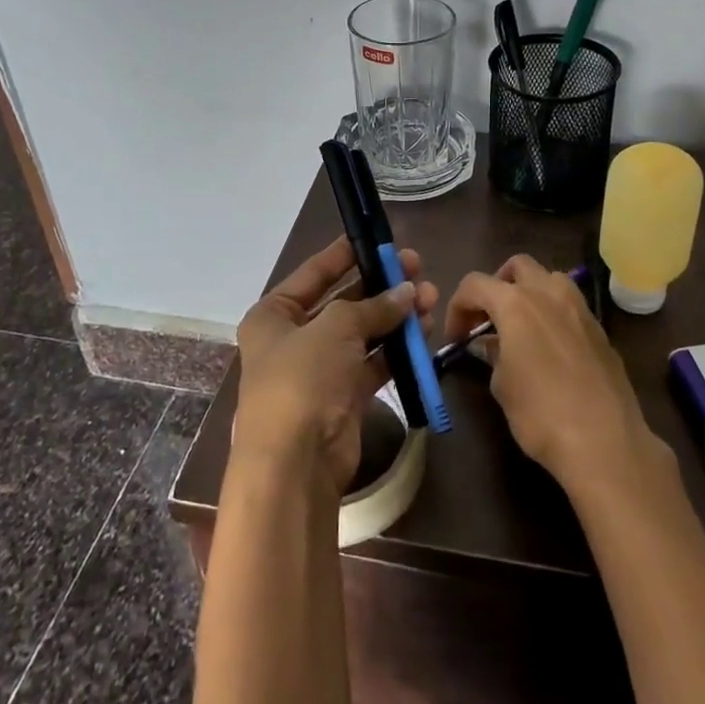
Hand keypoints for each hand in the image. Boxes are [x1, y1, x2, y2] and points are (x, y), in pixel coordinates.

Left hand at [234, 236, 439, 493]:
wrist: (295, 464)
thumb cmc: (303, 379)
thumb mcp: (336, 327)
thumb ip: (373, 306)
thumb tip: (407, 291)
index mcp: (273, 316)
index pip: (313, 274)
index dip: (344, 254)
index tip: (375, 238)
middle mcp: (293, 340)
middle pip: (343, 302)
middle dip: (381, 286)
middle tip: (417, 267)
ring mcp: (319, 371)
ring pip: (363, 333)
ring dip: (395, 316)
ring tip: (431, 297)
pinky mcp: (343, 398)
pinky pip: (373, 363)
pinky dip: (396, 349)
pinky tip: (424, 331)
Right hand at [446, 254, 670, 497]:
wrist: (604, 442)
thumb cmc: (541, 414)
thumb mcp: (502, 386)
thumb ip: (494, 356)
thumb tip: (493, 346)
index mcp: (516, 303)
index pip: (475, 284)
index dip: (458, 307)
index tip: (456, 337)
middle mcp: (549, 293)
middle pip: (517, 266)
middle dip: (497, 285)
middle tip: (488, 319)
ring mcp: (580, 308)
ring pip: (549, 279)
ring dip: (530, 292)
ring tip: (521, 327)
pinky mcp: (600, 330)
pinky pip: (570, 306)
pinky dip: (553, 314)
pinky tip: (550, 348)